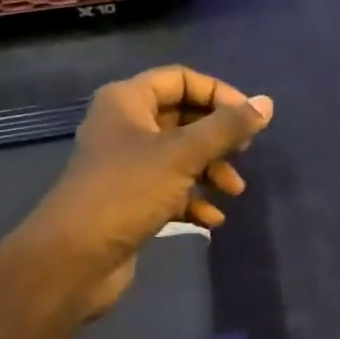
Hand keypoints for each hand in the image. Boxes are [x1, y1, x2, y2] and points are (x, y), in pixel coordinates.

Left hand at [29, 67, 273, 315]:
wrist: (73, 258)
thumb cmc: (127, 191)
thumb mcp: (182, 154)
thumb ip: (226, 128)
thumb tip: (266, 103)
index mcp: (127, 101)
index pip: (180, 80)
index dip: (218, 93)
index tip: (249, 118)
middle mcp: (123, 126)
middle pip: (181, 118)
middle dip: (216, 137)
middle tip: (245, 153)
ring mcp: (124, 165)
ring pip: (177, 156)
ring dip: (209, 170)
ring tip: (235, 191)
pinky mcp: (127, 200)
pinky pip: (168, 189)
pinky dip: (192, 199)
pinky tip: (212, 220)